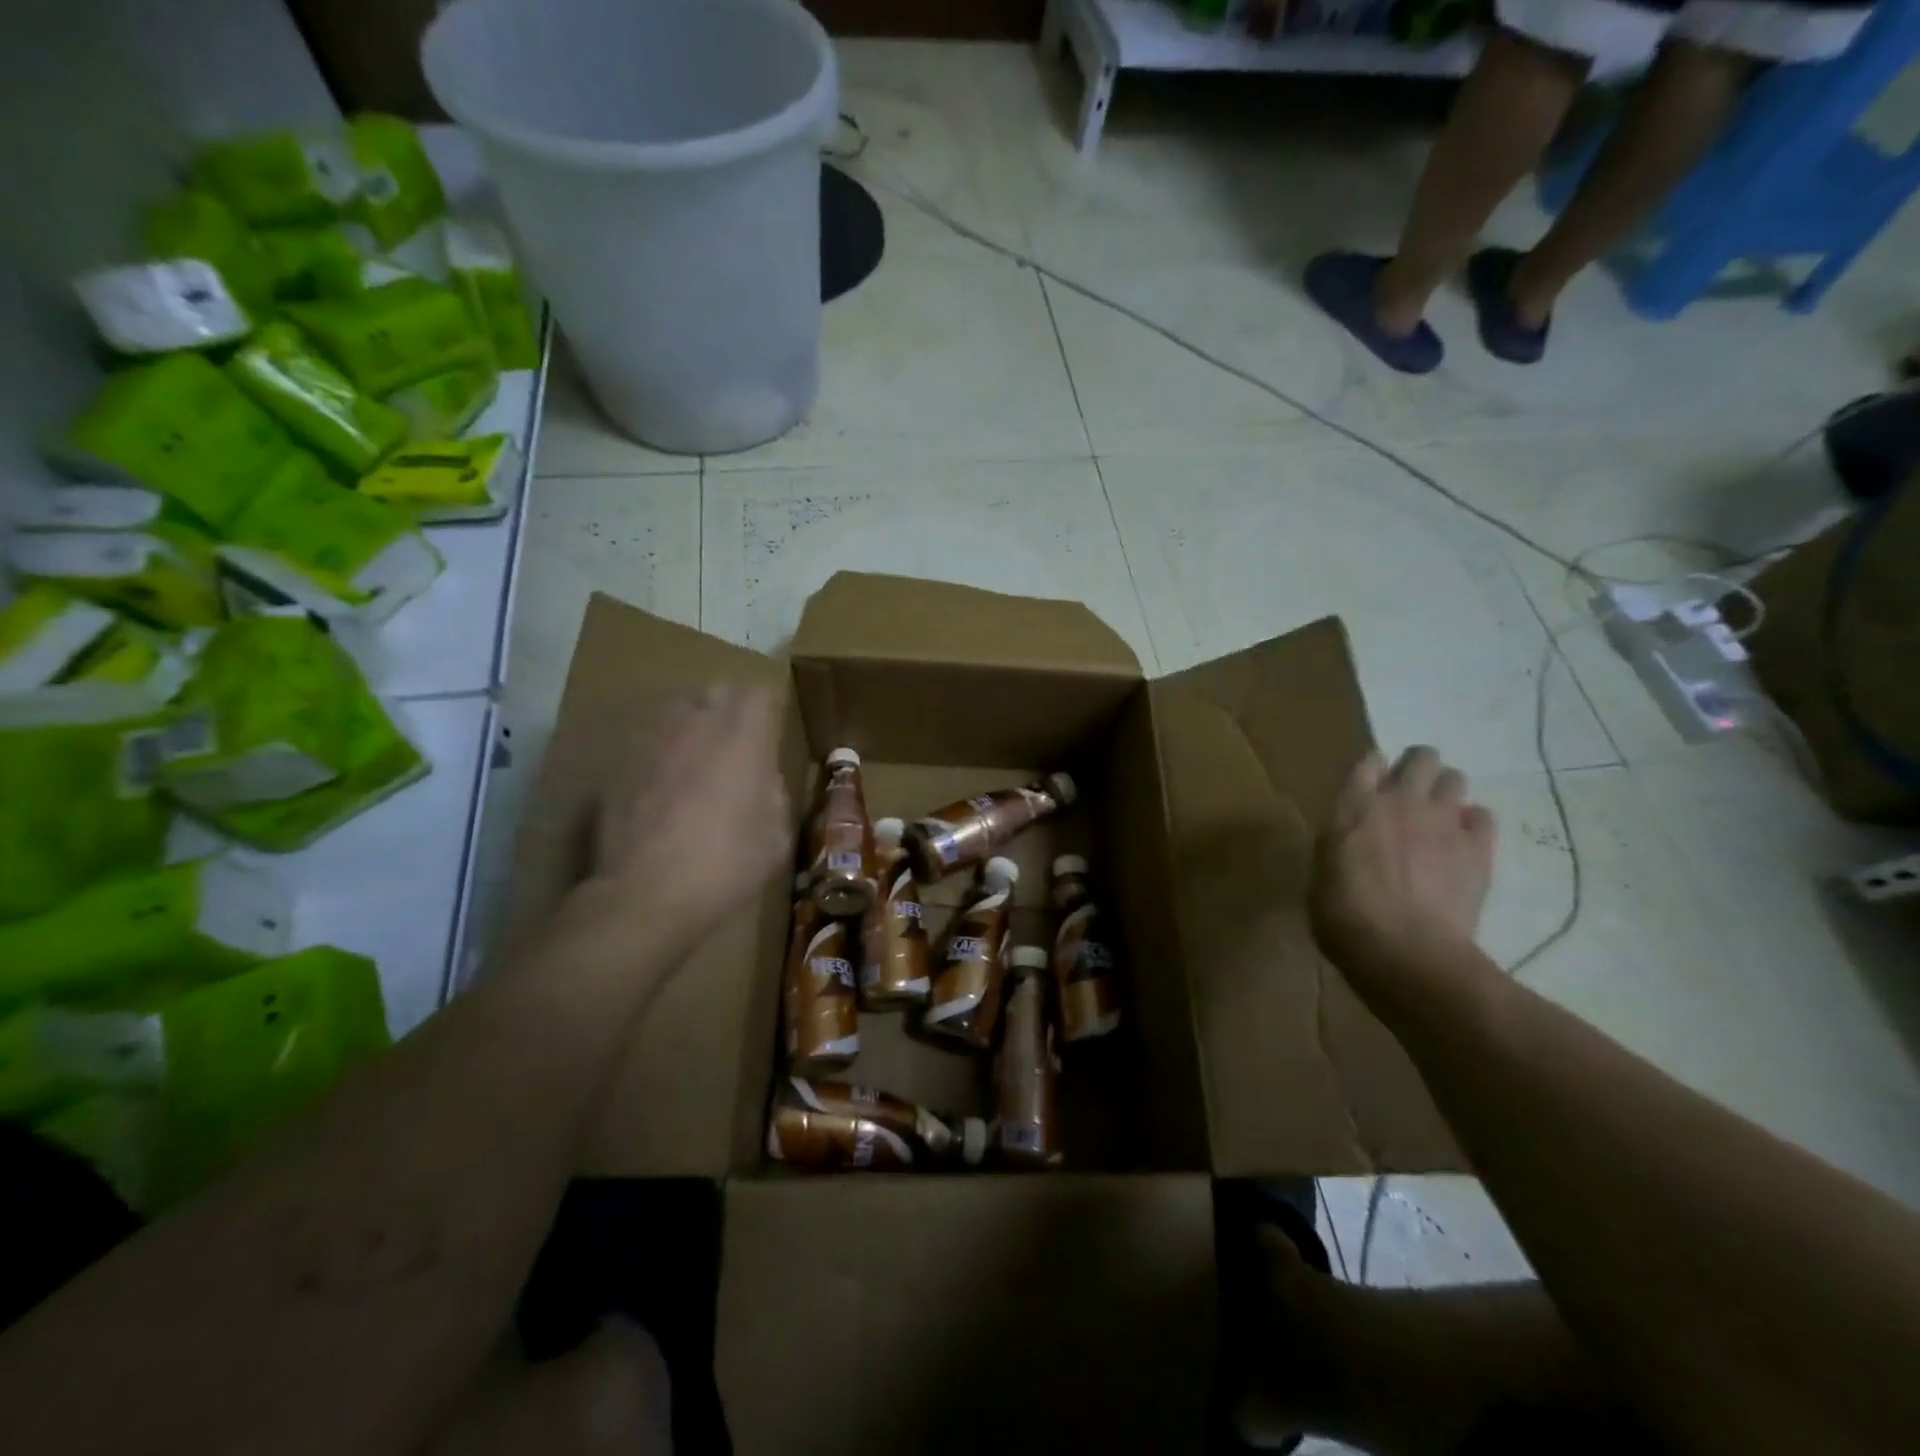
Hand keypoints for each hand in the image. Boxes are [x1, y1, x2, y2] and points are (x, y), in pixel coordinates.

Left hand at [586, 684, 789, 949]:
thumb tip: (760, 778)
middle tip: (736, 743)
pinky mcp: (619, 762)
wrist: (646, 894)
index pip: (760, 692)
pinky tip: (661, 788)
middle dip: (730, 708)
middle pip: (717, 690)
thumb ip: (772, 791)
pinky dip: (660, 753)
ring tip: (696, 759)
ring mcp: (653, 739)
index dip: (767, 709)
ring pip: (677, 710)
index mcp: (744, 737)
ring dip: (692, 725)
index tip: (771, 732)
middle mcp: (698, 724)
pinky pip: (648, 741)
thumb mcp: (776, 834)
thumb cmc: (726, 864)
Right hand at [1311, 747, 1495, 988]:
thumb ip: (1339, 846)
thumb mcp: (1321, 875)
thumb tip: (1349, 842)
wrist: (1406, 951)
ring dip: (1446, 792)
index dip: (1373, 768)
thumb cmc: (1344, 917)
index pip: (1368, 761)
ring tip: (1438, 818)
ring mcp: (1443, 821)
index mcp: (1353, 807)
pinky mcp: (1478, 847)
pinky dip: (1473, 823)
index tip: (1371, 784)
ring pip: (1456, 778)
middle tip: (1409, 795)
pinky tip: (1462, 843)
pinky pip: (1484, 816)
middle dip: (1417, 768)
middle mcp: (1400, 801)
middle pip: (1421, 757)